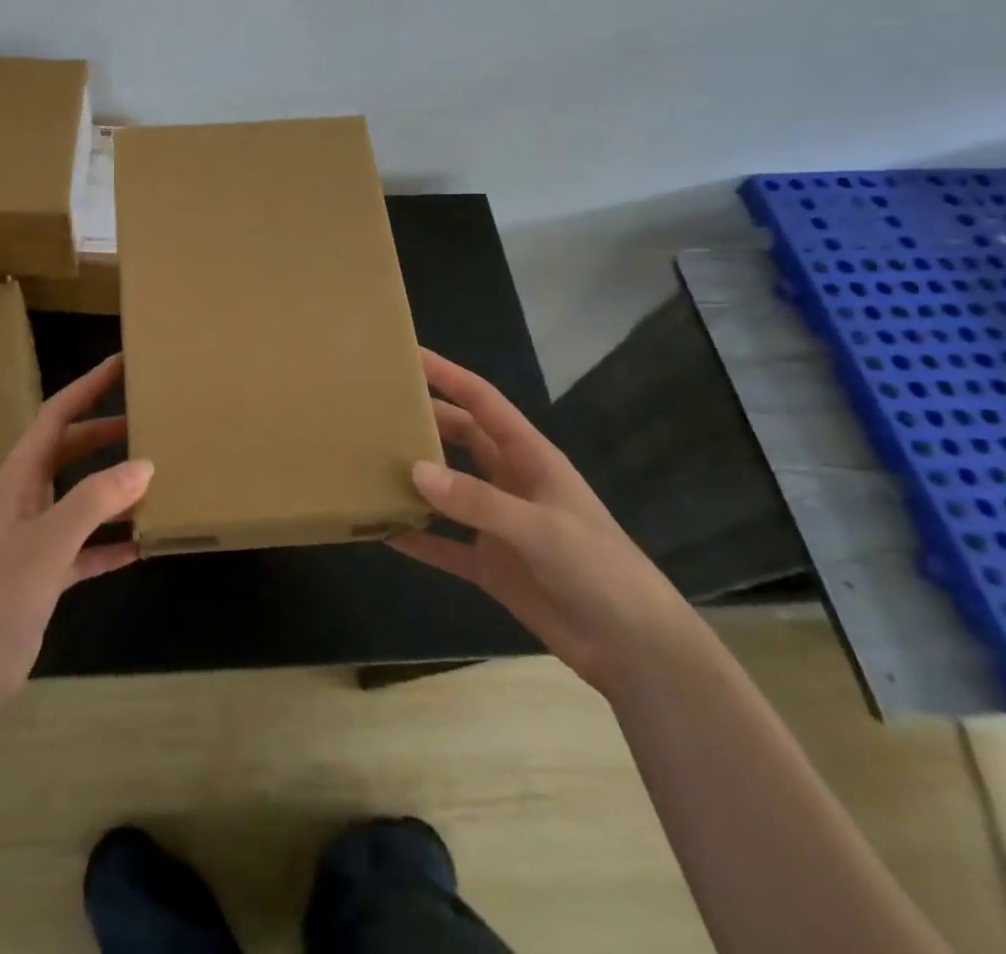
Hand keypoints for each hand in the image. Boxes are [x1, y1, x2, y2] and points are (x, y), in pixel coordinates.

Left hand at [0, 354, 151, 703]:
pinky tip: (141, 545)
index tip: (121, 364)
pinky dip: (110, 541)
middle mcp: (24, 498)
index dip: (87, 387)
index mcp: (17, 477)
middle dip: (106, 434)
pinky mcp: (43, 573)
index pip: (56, 416)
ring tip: (156, 477)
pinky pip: (84, 546)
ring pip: (80, 498)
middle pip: (70, 451)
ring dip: (113, 488)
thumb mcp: (49, 541)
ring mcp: (33, 536)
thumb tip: (144, 463)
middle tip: (149, 421)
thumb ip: (95, 500)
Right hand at [392, 349, 702, 696]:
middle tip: (377, 410)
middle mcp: (510, 483)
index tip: (409, 356)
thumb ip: (479, 501)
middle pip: (460, 439)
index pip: (483, 404)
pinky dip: (417, 539)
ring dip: (416, 479)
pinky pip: (445, 545)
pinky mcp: (491, 565)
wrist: (635, 649)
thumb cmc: (600, 570)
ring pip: (447, 489)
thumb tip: (415, 470)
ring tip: (370, 463)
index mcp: (531, 458)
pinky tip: (383, 532)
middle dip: (425, 421)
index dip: (448, 376)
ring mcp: (499, 525)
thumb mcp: (542, 529)